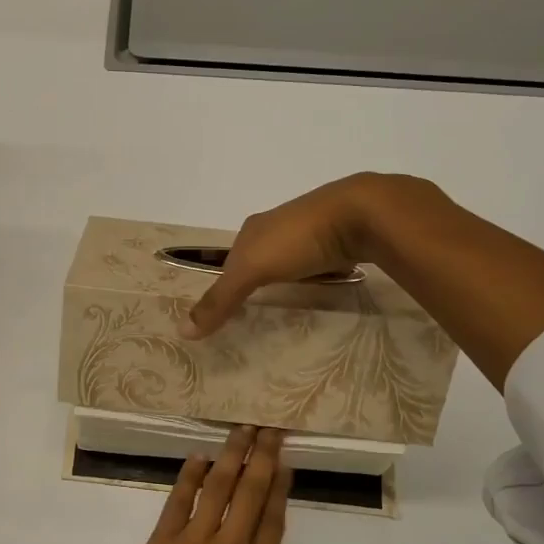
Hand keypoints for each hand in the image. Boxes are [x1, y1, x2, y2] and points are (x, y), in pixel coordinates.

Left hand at [0, 426, 292, 543]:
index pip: (273, 527)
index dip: (280, 492)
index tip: (284, 466)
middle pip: (251, 497)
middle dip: (263, 460)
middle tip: (270, 431)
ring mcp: (195, 543)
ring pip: (219, 489)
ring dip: (232, 456)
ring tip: (242, 430)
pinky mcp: (162, 541)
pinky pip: (179, 501)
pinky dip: (190, 476)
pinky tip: (200, 457)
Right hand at [181, 173, 404, 338]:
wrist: (361, 213)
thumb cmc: (298, 239)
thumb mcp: (252, 270)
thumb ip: (220, 300)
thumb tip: (182, 330)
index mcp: (253, 228)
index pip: (231, 259)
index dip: (226, 282)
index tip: (226, 309)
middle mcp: (278, 224)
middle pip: (259, 257)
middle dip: (257, 279)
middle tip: (256, 310)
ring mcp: (311, 229)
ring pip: (291, 258)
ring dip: (288, 277)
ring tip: (288, 302)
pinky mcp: (340, 237)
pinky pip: (320, 261)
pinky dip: (317, 274)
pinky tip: (321, 286)